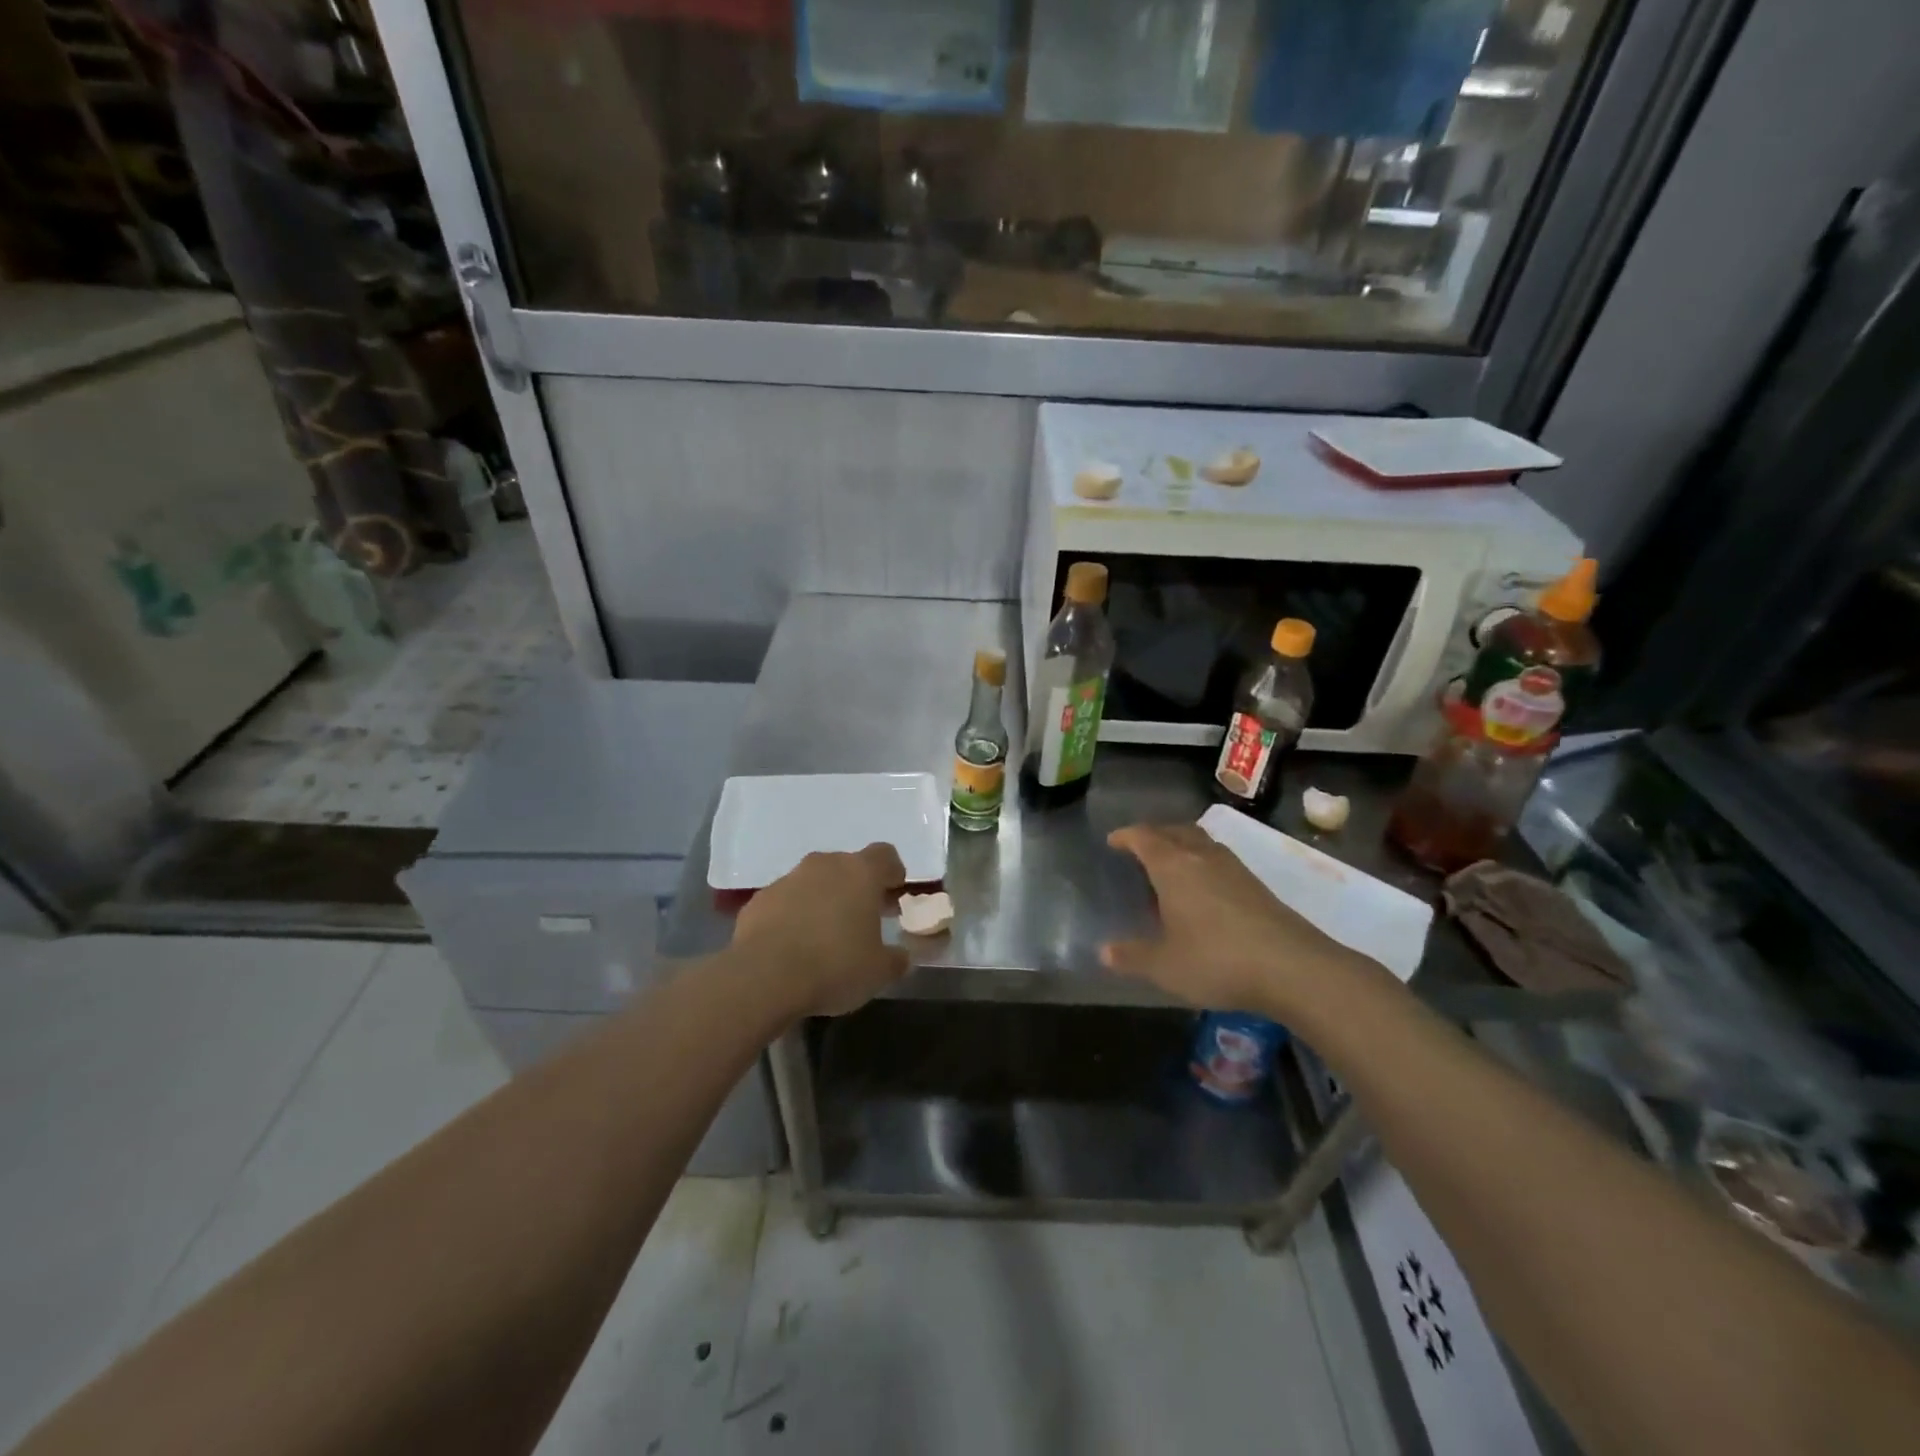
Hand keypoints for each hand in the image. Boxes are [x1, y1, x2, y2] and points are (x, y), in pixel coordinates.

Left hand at [731, 843, 909, 1018]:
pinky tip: (793, 947)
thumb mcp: (879, 972)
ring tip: (825, 937)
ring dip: (823, 901)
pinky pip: (785, 901)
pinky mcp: (759, 900)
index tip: (893, 894)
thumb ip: (896, 959)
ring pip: (814, 882)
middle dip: (856, 889)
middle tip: (862, 920)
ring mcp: (788, 879)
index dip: (892, 872)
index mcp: (860, 873)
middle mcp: (824, 866)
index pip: (884, 855)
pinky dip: (793, 916)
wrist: (763, 977)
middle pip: (847, 866)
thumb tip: (901, 956)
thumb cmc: (834, 966)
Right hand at [1101, 823, 1363, 1018]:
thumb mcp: (1164, 966)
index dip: (1126, 836)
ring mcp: (1234, 868)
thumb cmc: (1217, 960)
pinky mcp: (1257, 885)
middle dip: (1154, 835)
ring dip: (1181, 846)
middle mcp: (1202, 856)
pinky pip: (1218, 860)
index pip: (1144, 837)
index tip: (1112, 841)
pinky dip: (1202, 864)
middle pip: (1174, 830)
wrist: (1293, 968)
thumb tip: (1105, 952)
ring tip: (1169, 868)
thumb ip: (1132, 957)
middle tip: (1139, 850)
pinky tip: (1202, 892)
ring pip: (1201, 842)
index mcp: (1173, 866)